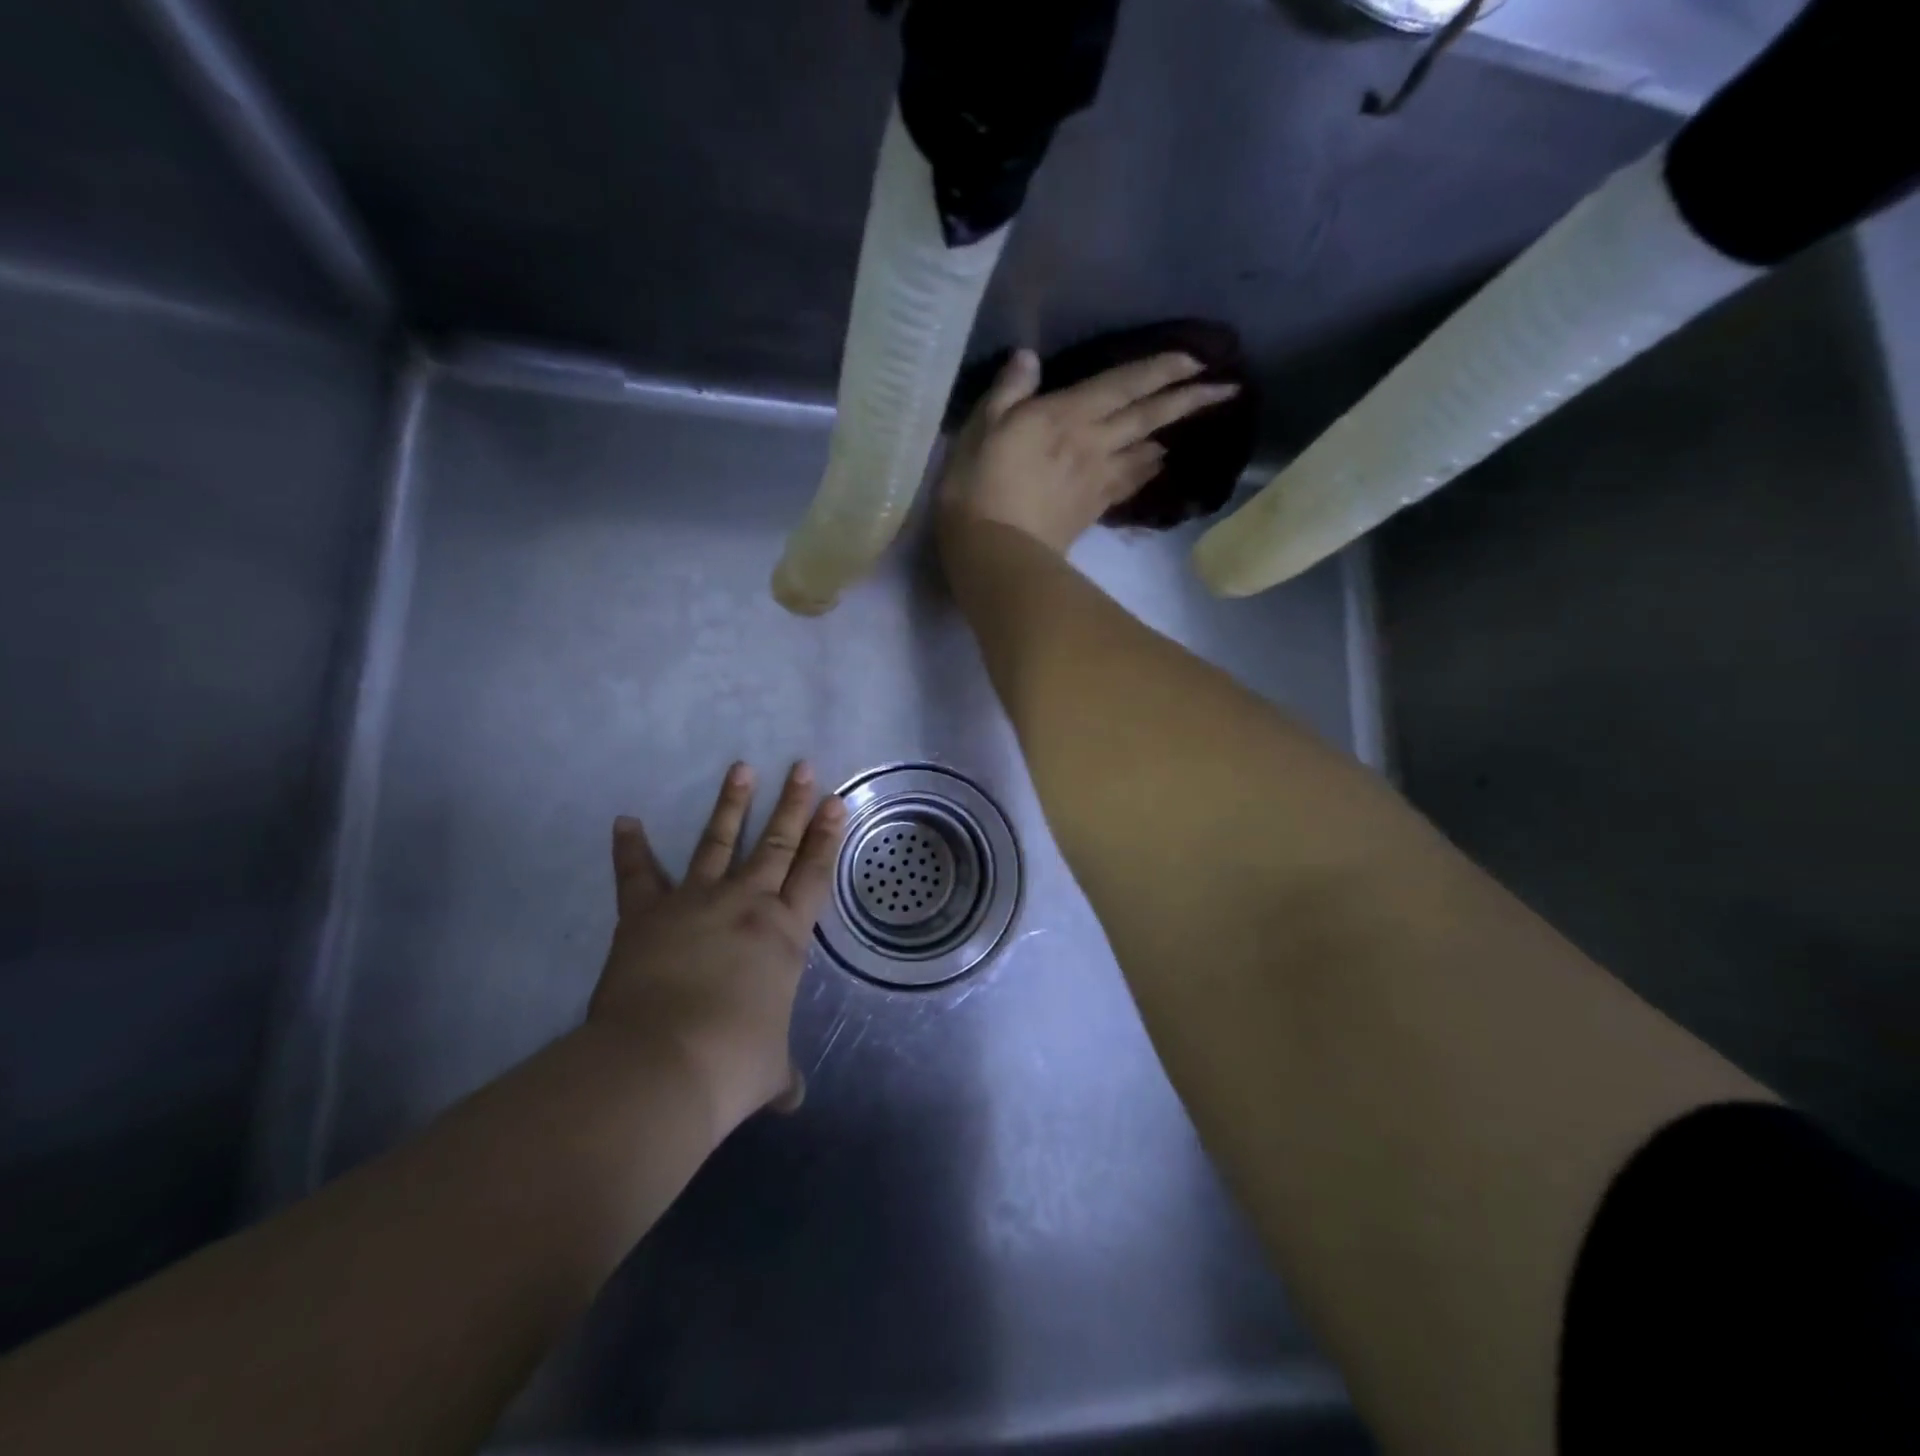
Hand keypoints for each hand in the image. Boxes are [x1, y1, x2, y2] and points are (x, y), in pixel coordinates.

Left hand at [590, 762, 846, 1134]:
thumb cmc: (733, 1063)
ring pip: (719, 843)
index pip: (814, 873)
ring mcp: (696, 903)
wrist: (664, 1064)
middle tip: (803, 767)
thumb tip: (790, 1099)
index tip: (835, 801)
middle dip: (793, 805)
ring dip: (732, 805)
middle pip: (777, 845)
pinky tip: (626, 820)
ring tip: (741, 768)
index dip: (827, 837)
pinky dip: (630, 848)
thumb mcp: (768, 1071)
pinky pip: (638, 875)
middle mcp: (747, 906)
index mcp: (784, 936)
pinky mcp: (648, 914)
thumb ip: (779, 1076)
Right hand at [937, 348, 1240, 554]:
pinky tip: (1156, 465)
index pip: (1123, 384)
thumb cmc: (979, 487)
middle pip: (1148, 417)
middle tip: (1226, 389)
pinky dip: (1147, 470)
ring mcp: (1097, 479)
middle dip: (1188, 400)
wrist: (995, 554)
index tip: (1198, 358)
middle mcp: (1094, 443)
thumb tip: (1029, 357)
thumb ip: (1008, 391)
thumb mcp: (980, 429)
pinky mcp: (1093, 509)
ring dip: (1171, 435)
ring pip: (1145, 450)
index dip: (1161, 369)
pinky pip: (1129, 482)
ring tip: (1190, 425)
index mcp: (1067, 416)